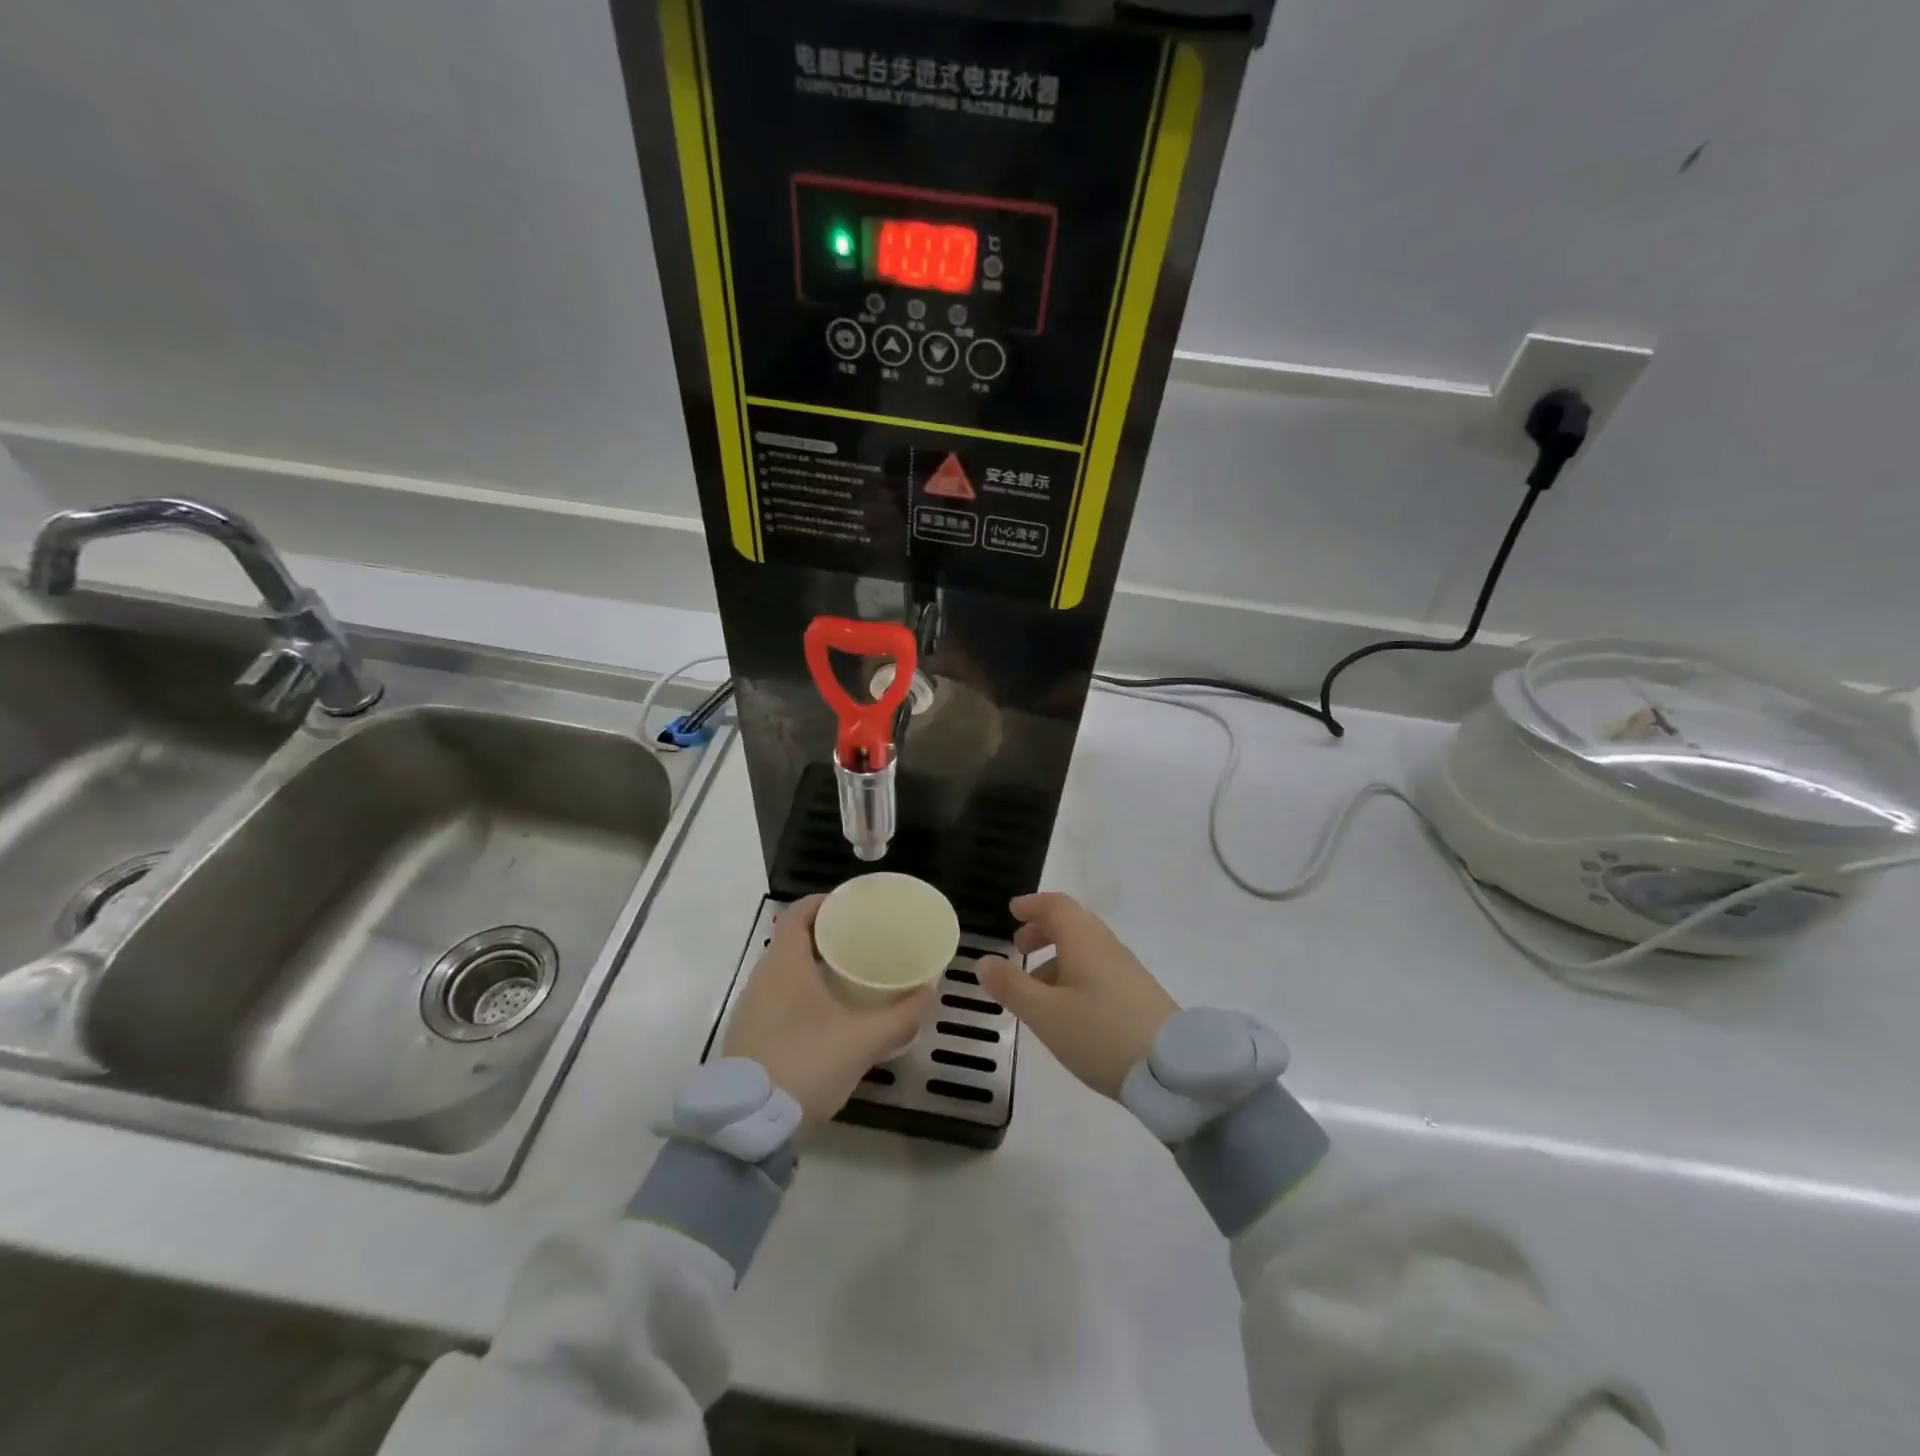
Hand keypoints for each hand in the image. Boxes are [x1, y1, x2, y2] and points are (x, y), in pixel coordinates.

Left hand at [723, 895, 934, 1125]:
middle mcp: (762, 978)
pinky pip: (777, 999)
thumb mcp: (863, 1040)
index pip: (796, 914)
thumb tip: (931, 993)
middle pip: (791, 942)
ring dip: (812, 968)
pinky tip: (827, 1016)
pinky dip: (801, 995)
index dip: (822, 903)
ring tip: (849, 976)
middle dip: (824, 937)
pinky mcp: (748, 1037)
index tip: (850, 907)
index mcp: (784, 965)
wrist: (750, 1126)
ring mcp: (750, 1009)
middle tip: (861, 941)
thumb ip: (901, 1016)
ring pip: (784, 973)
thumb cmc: (806, 1063)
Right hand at [977, 892, 1178, 1098]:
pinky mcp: (1138, 996)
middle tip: (1018, 948)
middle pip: (1072, 925)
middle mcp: (1106, 946)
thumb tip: (984, 961)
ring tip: (1035, 990)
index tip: (1012, 911)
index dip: (1033, 905)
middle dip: (1042, 931)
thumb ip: (1011, 986)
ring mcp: (1126, 971)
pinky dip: (1074, 976)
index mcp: (1084, 940)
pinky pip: (1098, 971)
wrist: (1171, 1070)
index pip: (1056, 906)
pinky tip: (1066, 1012)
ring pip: (1085, 950)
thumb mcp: (1044, 1014)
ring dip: (1057, 958)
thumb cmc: (1099, 1033)